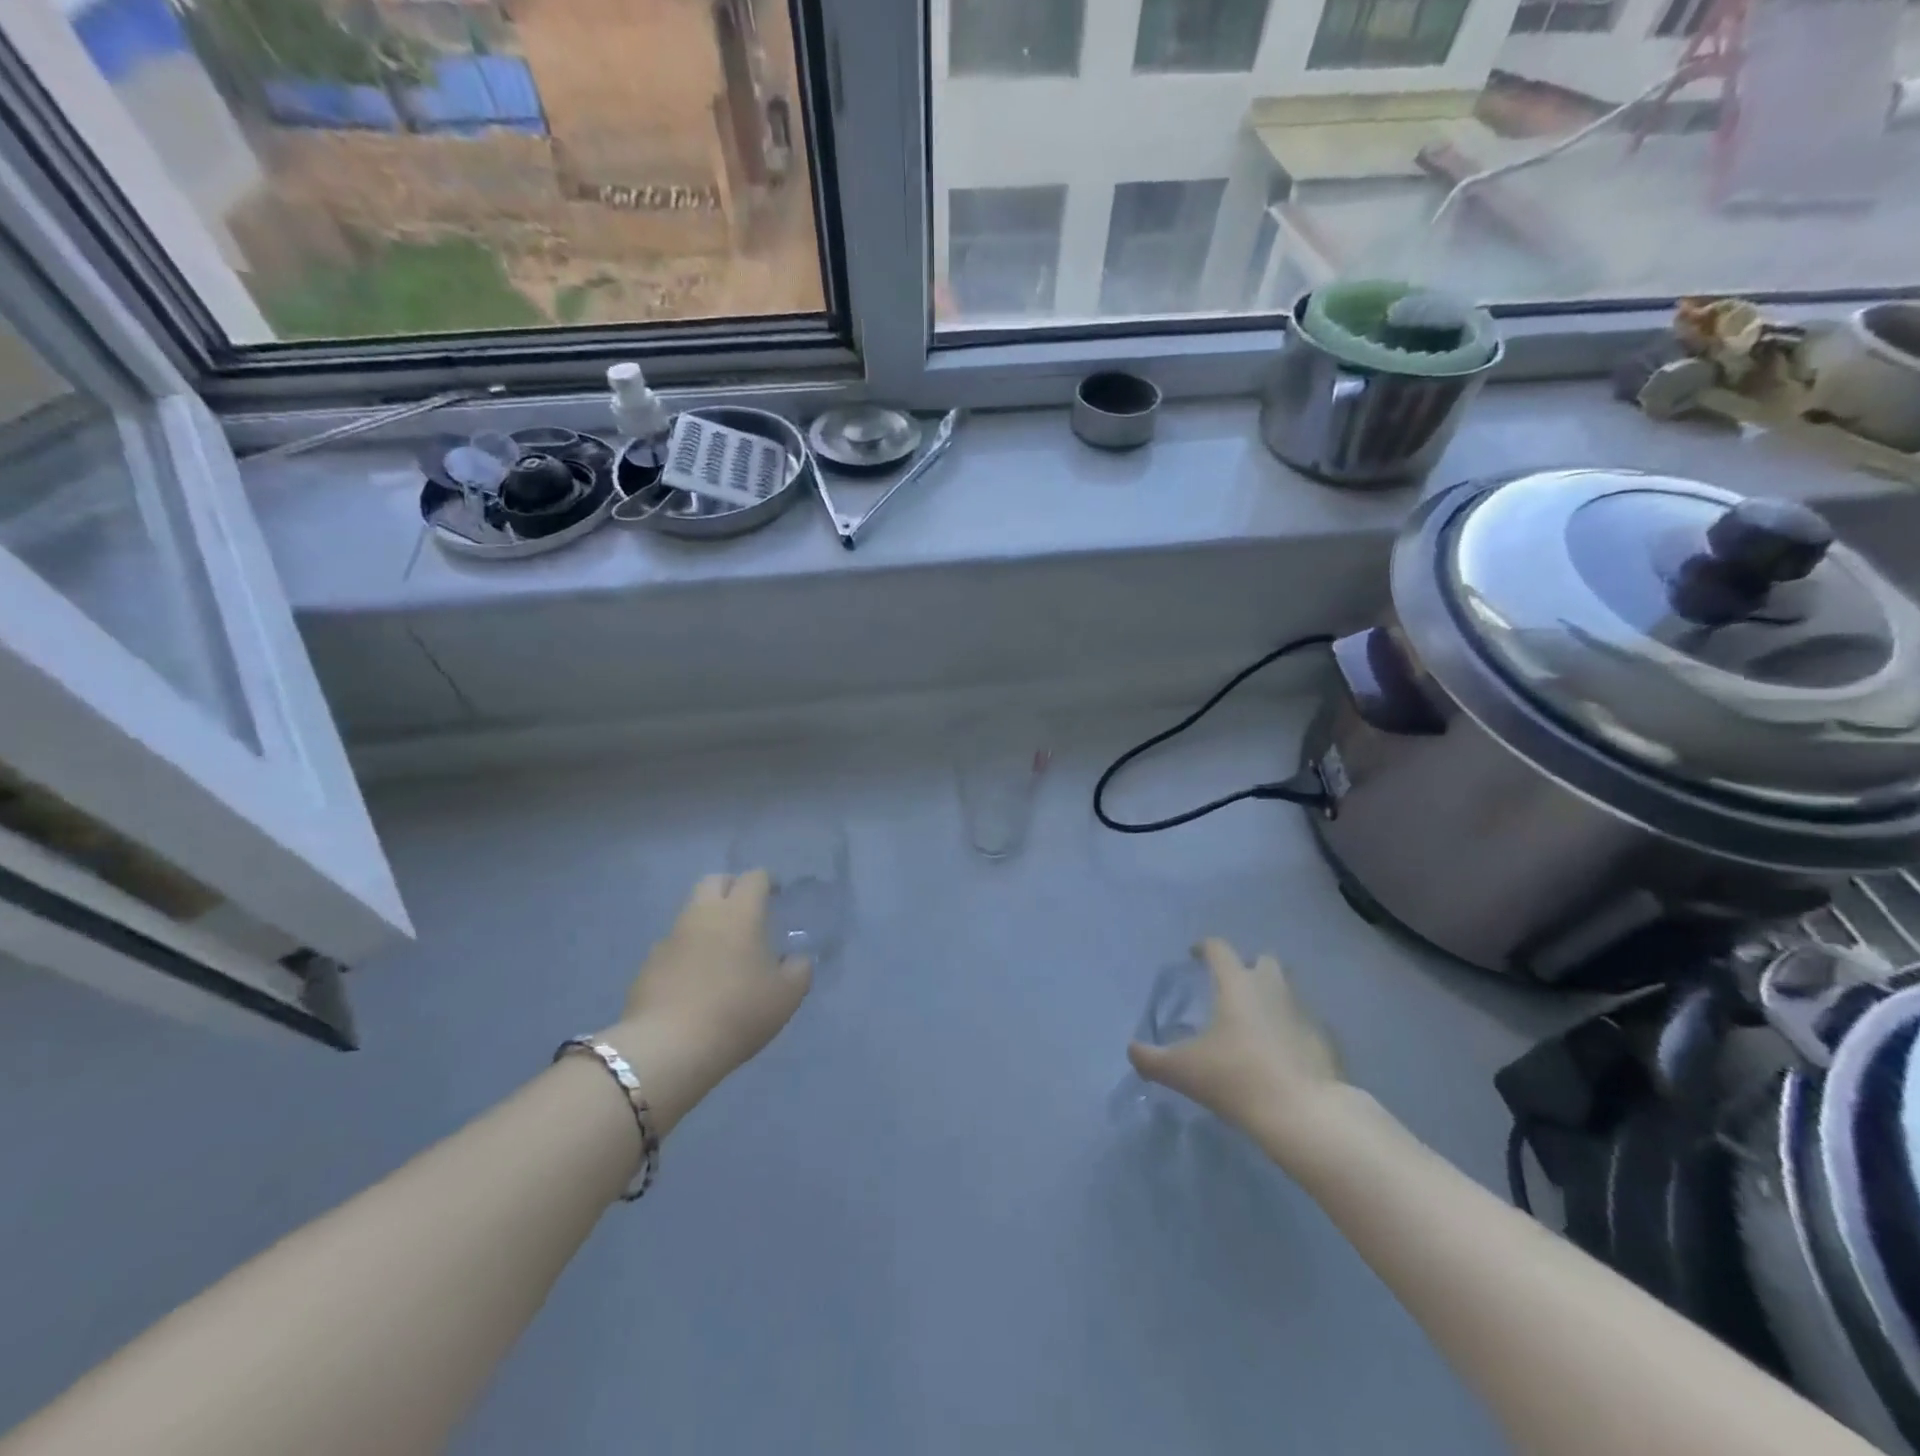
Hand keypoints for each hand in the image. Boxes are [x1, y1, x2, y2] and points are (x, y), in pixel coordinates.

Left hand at [601, 873, 809, 1130]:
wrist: (669, 1047)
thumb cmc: (738, 1012)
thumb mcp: (787, 995)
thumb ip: (799, 969)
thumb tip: (796, 958)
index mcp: (740, 912)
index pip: (754, 877)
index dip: (767, 882)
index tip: (776, 895)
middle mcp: (703, 914)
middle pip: (714, 881)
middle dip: (731, 888)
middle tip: (746, 911)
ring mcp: (671, 937)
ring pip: (690, 912)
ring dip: (707, 920)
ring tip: (722, 949)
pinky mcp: (648, 964)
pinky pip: (672, 944)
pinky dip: (686, 951)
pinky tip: (695, 978)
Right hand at [1128, 938, 1342, 1155]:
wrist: (1305, 1115)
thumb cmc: (1236, 1078)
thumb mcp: (1182, 1071)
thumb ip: (1151, 1059)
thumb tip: (1132, 1051)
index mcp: (1237, 983)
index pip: (1219, 949)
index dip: (1204, 948)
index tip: (1194, 956)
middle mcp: (1272, 988)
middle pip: (1262, 961)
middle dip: (1247, 968)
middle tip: (1231, 989)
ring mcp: (1304, 1012)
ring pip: (1287, 990)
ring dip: (1271, 997)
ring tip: (1254, 1022)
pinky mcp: (1325, 1041)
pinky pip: (1303, 1024)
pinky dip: (1291, 1030)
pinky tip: (1280, 1054)